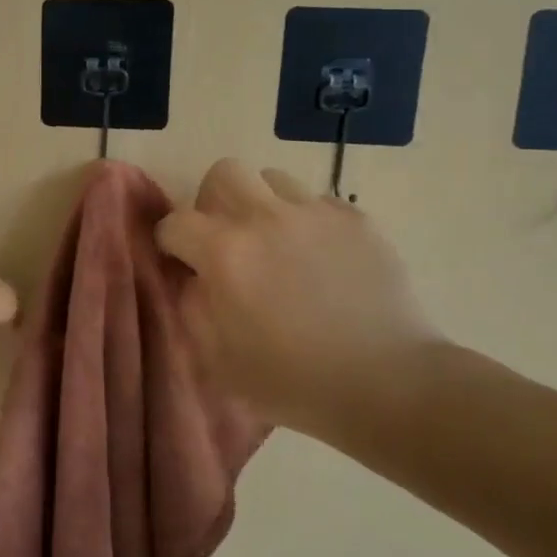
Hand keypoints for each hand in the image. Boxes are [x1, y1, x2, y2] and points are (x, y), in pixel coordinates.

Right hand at [156, 160, 444, 436]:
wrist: (386, 383)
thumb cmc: (293, 381)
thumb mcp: (218, 360)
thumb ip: (192, 309)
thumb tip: (193, 279)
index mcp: (224, 252)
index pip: (175, 222)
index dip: (170, 243)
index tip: (181, 264)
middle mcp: (265, 218)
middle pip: (224, 173)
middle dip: (213, 201)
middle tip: (225, 238)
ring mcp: (315, 213)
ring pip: (272, 178)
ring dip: (262, 204)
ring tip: (275, 242)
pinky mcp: (356, 220)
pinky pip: (317, 202)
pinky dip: (307, 221)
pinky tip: (319, 258)